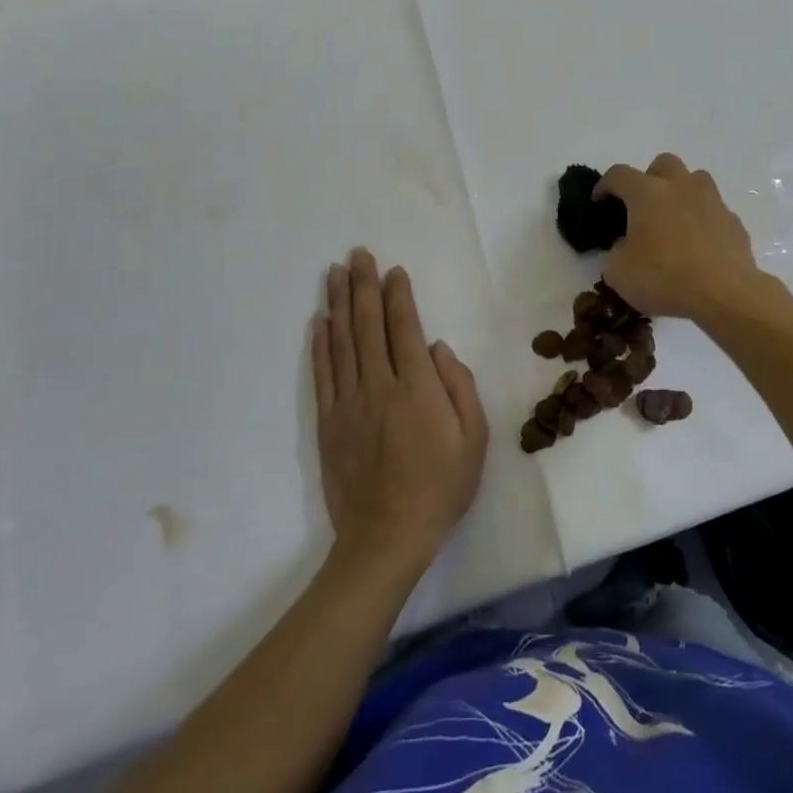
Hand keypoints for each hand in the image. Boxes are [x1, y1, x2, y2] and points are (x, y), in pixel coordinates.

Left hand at [312, 250, 487, 572]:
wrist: (387, 537)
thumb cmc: (440, 487)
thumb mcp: (473, 439)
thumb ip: (459, 387)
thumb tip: (436, 348)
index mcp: (417, 388)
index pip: (404, 328)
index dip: (398, 296)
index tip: (393, 270)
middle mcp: (378, 386)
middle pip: (368, 325)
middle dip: (363, 286)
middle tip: (357, 254)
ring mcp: (348, 403)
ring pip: (341, 342)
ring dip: (338, 304)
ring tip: (333, 273)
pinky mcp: (328, 423)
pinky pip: (322, 374)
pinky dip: (320, 345)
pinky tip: (319, 323)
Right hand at [596, 154, 771, 322]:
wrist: (724, 294)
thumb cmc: (665, 278)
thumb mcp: (619, 273)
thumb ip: (615, 252)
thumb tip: (626, 246)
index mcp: (647, 193)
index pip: (619, 174)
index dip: (605, 185)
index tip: (599, 201)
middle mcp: (681, 187)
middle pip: (663, 164)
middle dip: (649, 178)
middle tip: (642, 205)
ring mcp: (712, 201)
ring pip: (695, 180)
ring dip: (681, 192)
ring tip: (673, 220)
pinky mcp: (733, 221)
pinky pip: (713, 211)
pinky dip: (702, 220)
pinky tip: (698, 245)